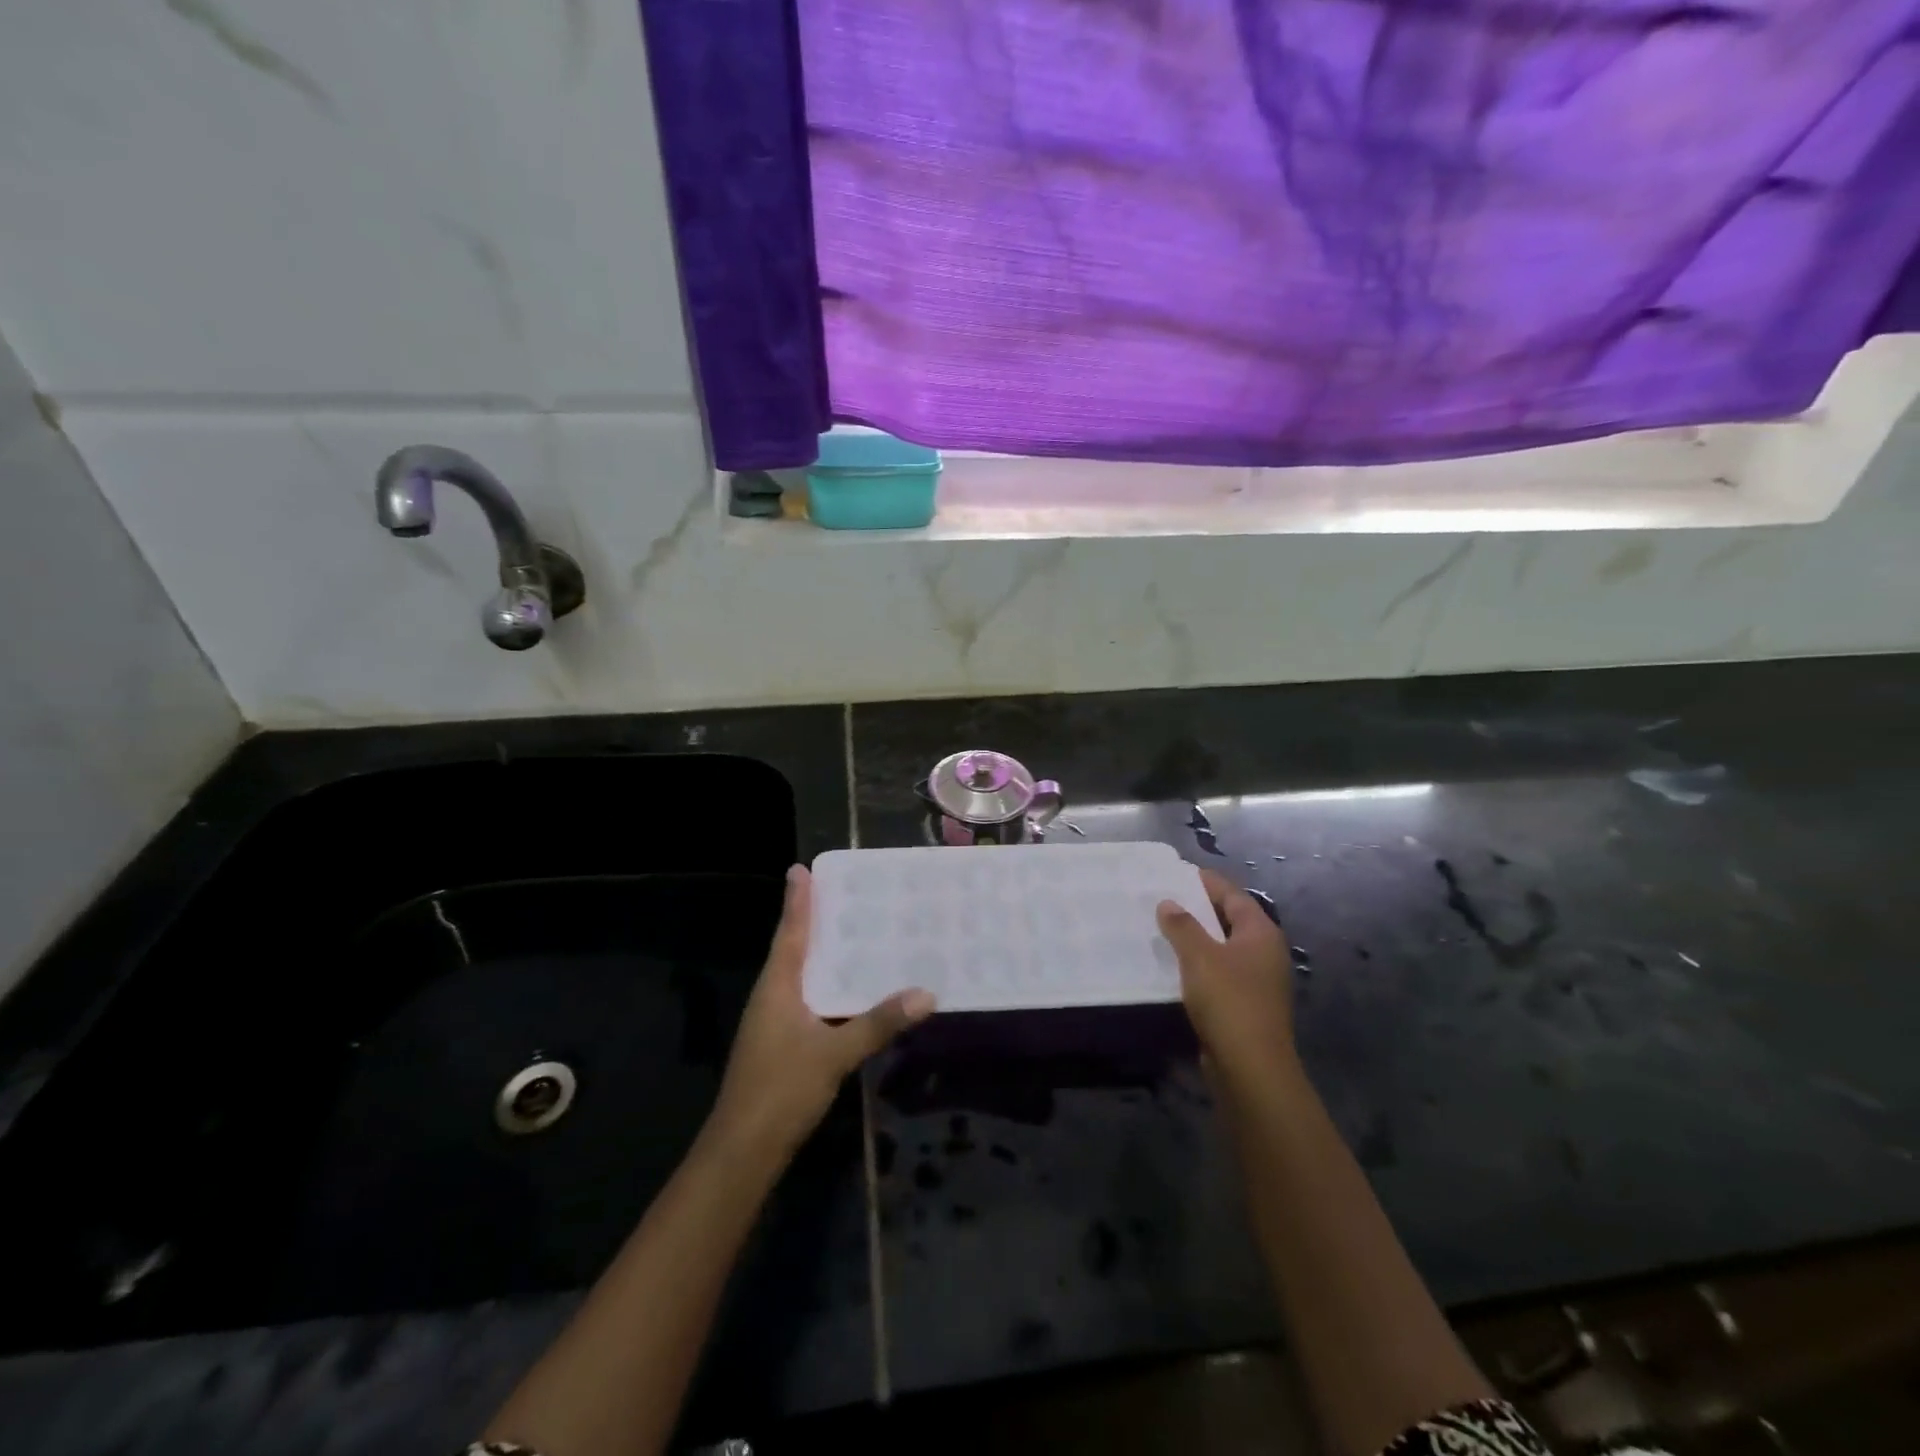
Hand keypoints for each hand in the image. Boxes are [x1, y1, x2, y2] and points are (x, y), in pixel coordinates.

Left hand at [709, 864, 934, 1158]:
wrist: (742, 1150)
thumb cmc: (781, 1089)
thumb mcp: (834, 1054)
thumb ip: (878, 1023)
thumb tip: (926, 993)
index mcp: (777, 986)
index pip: (789, 931)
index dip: (797, 900)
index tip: (801, 868)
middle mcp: (773, 995)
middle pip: (795, 948)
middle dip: (815, 920)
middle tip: (844, 892)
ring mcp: (775, 1021)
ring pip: (803, 975)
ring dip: (824, 953)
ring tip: (856, 932)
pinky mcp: (782, 1043)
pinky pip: (809, 1000)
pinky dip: (829, 985)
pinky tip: (853, 990)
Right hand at [1157, 868, 1295, 1098]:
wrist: (1251, 1067)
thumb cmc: (1229, 1000)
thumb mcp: (1199, 956)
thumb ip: (1182, 925)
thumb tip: (1168, 903)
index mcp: (1261, 933)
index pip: (1234, 896)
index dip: (1208, 882)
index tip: (1180, 873)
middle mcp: (1265, 953)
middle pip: (1230, 920)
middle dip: (1200, 909)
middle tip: (1166, 898)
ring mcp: (1258, 981)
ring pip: (1224, 948)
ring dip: (1197, 938)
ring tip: (1164, 928)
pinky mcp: (1246, 1005)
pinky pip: (1220, 973)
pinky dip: (1199, 964)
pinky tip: (1175, 966)